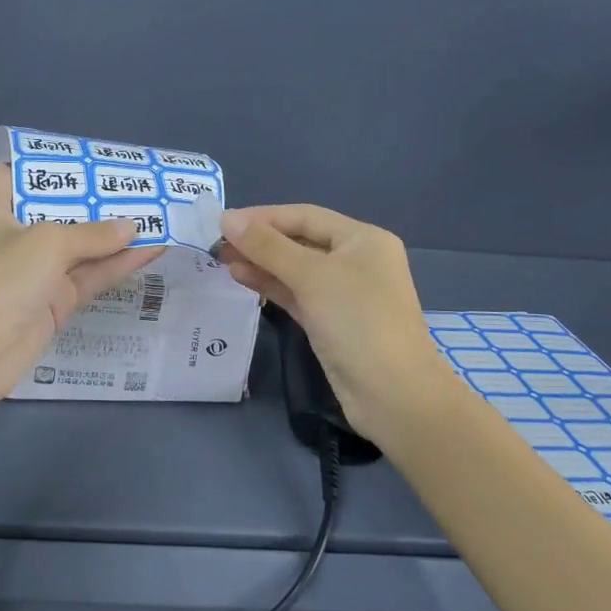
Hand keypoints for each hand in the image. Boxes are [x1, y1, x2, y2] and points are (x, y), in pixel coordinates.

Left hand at [0, 165, 152, 400]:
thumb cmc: (3, 278)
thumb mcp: (48, 242)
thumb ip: (93, 233)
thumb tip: (132, 227)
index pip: (16, 174)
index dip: (48, 163)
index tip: (86, 157)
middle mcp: (15, 237)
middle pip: (59, 210)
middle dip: (96, 199)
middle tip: (135, 183)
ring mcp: (37, 272)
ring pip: (82, 247)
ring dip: (115, 234)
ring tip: (156, 214)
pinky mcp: (56, 301)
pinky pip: (91, 276)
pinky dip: (118, 264)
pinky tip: (152, 250)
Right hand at [218, 205, 456, 442]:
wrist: (393, 395)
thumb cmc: (358, 322)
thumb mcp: (312, 277)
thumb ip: (267, 247)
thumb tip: (227, 219)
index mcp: (362, 239)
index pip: (304, 216)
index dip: (262, 217)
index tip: (222, 222)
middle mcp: (356, 260)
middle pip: (300, 241)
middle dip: (259, 241)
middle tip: (217, 244)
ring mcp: (344, 293)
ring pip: (295, 269)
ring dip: (261, 263)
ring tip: (222, 260)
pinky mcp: (331, 321)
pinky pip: (297, 294)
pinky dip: (271, 285)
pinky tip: (242, 279)